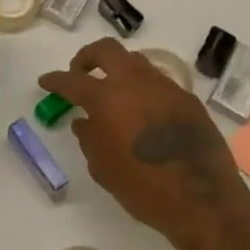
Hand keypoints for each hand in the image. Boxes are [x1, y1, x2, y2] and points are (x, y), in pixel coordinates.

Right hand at [39, 38, 249, 245]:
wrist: (203, 199)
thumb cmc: (144, 188)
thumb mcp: (103, 169)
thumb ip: (89, 138)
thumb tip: (83, 121)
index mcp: (107, 98)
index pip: (72, 80)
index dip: (56, 79)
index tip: (46, 81)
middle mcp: (134, 82)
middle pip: (107, 50)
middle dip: (89, 57)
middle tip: (81, 72)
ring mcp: (164, 86)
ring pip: (136, 61)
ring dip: (119, 70)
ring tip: (115, 91)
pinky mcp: (187, 98)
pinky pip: (159, 82)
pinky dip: (144, 89)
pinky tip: (145, 111)